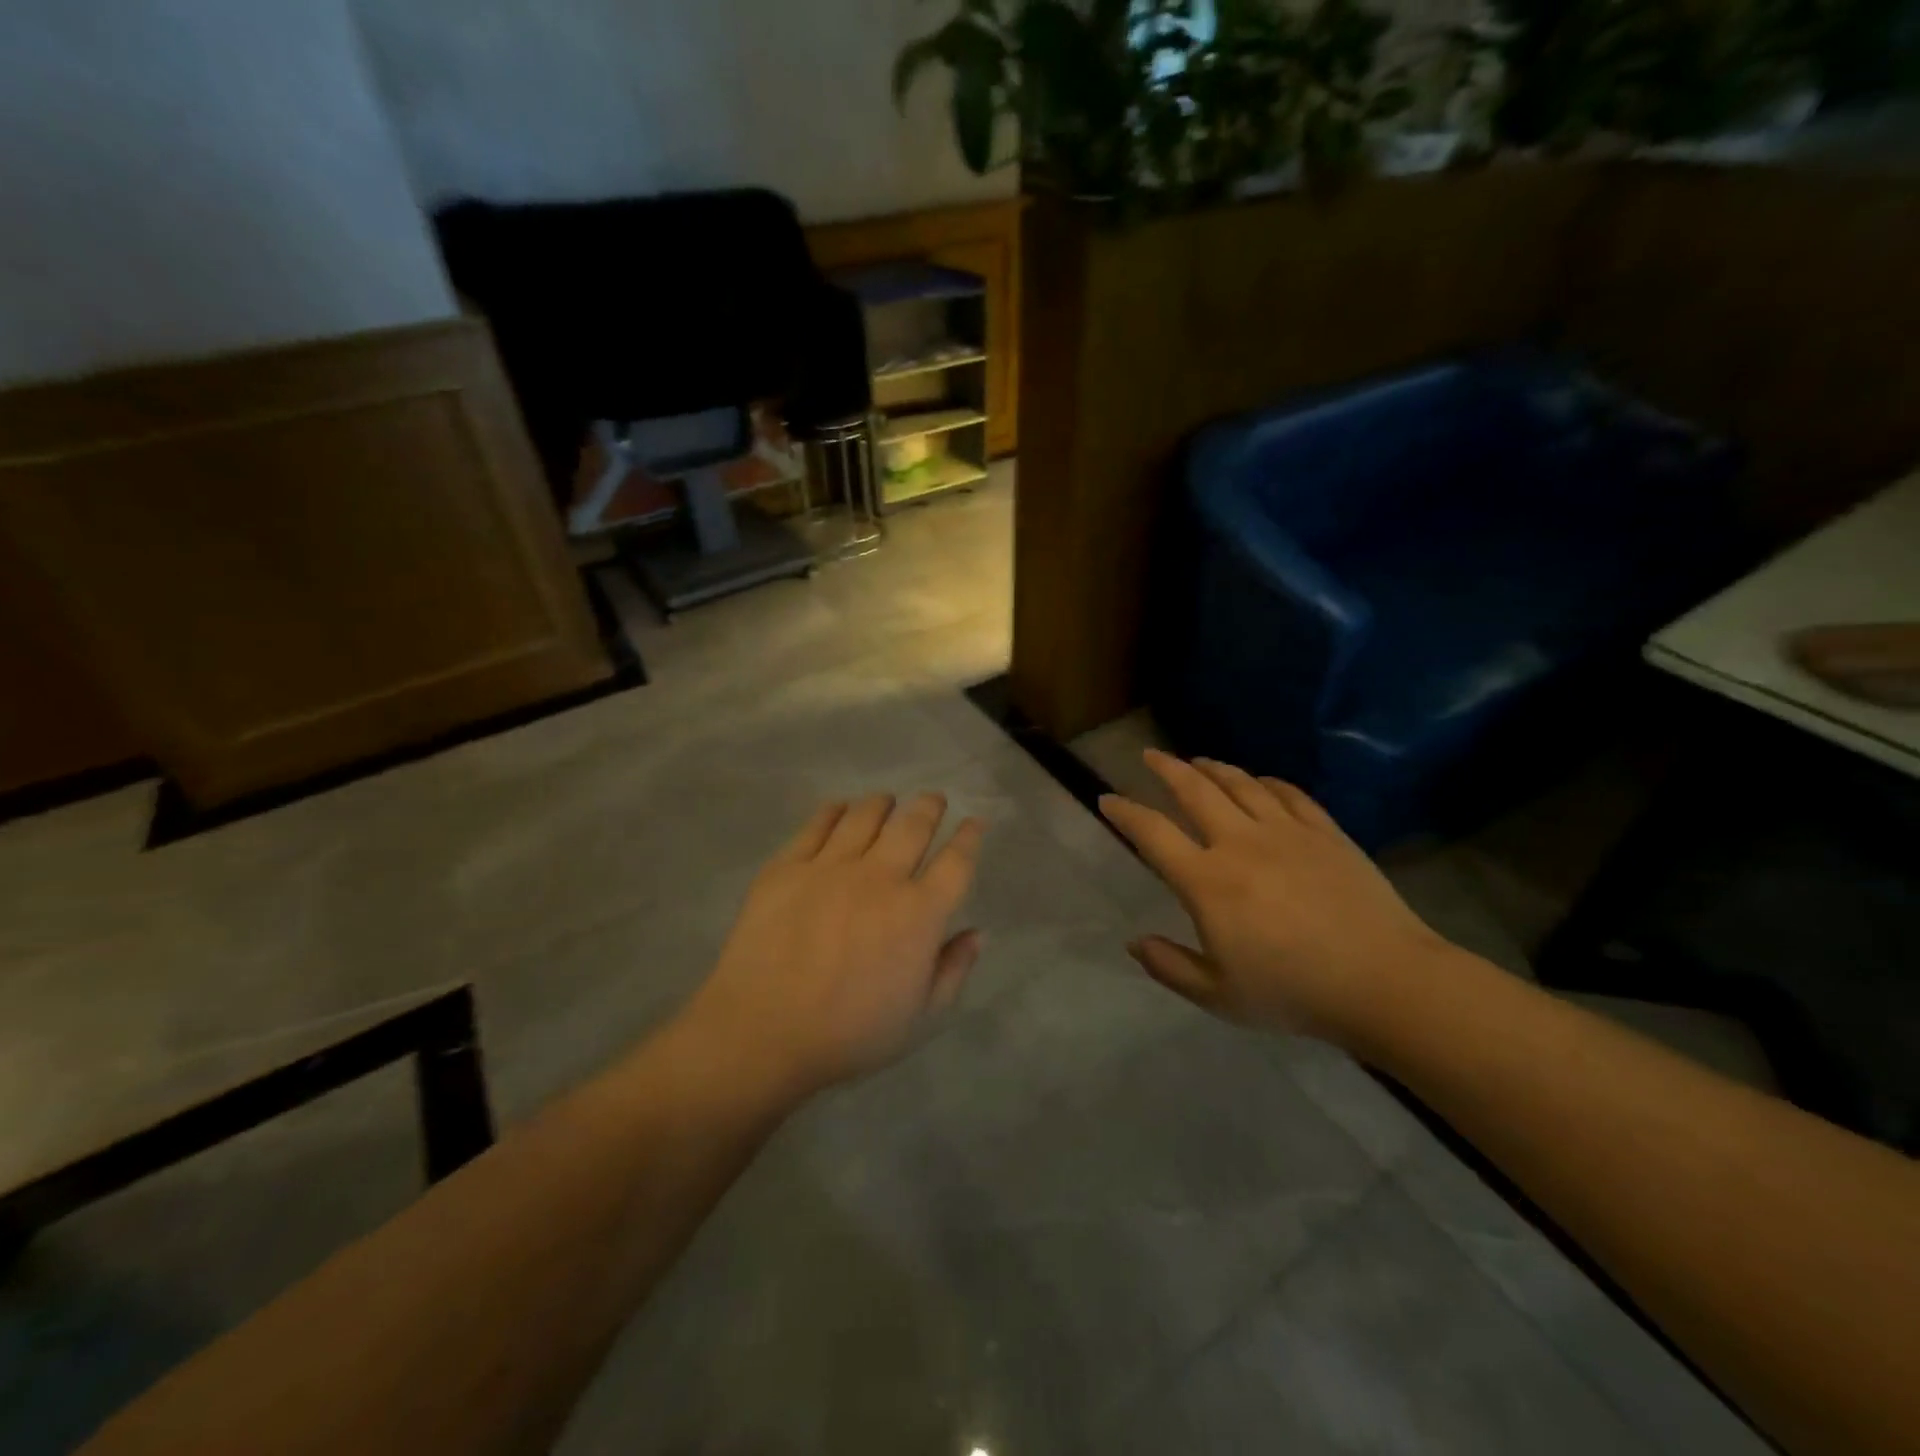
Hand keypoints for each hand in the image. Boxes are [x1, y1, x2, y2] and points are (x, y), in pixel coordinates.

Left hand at [679, 793, 985, 1099]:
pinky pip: (817, 825)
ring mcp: (830, 867)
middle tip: (933, 799)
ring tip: (887, 801)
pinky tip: (840, 808)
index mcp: (918, 913)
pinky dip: (834, 811)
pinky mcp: (787, 866)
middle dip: (929, 806)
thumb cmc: (849, 1034)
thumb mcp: (920, 1018)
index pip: (956, 862)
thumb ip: (953, 970)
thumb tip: (978, 933)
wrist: (761, 1032)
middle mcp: (879, 877)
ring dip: (883, 803)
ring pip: (865, 816)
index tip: (974, 822)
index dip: (969, 837)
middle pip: (913, 825)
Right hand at [1100, 751, 1452, 1044]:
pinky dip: (1267, 782)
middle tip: (1150, 755)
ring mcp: (1287, 832)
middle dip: (1166, 768)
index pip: (1153, 834)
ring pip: (1241, 784)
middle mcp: (1240, 843)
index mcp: (1207, 881)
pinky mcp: (1326, 833)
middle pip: (1195, 791)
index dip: (1125, 813)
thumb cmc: (1293, 993)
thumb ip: (1170, 967)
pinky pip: (1289, 794)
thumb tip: (1134, 943)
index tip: (1107, 799)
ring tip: (1198, 761)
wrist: (1384, 982)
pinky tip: (1261, 782)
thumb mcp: (1219, 996)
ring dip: (1213, 768)